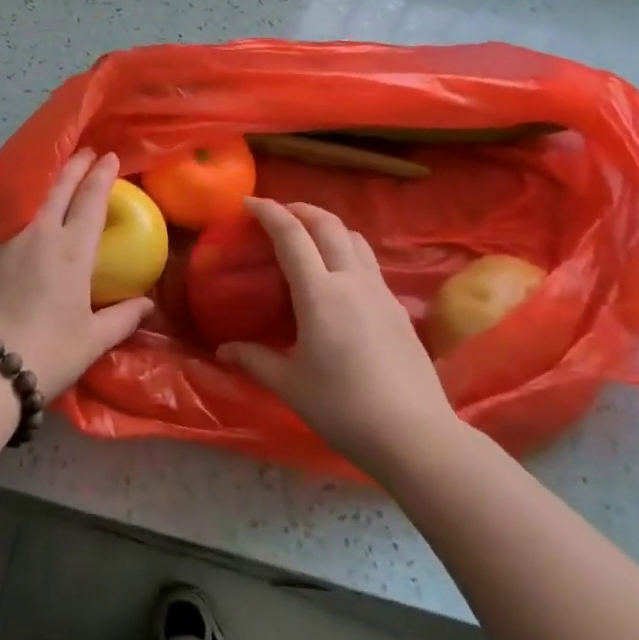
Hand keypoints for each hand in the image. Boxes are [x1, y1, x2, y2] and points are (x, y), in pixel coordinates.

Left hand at [0, 149, 155, 399]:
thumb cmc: (49, 352)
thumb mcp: (93, 340)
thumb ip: (123, 317)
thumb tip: (147, 304)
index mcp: (72, 250)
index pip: (91, 200)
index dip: (101, 175)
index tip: (108, 156)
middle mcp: (40, 236)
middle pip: (60, 190)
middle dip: (75, 167)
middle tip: (86, 152)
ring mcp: (8, 245)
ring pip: (34, 214)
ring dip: (49, 202)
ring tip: (58, 206)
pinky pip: (12, 240)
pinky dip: (26, 239)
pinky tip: (25, 257)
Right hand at [217, 199, 468, 474]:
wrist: (415, 436)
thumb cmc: (344, 409)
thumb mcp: (291, 386)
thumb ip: (255, 360)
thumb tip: (223, 350)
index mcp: (320, 294)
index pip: (291, 235)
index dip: (269, 212)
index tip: (249, 203)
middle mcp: (352, 281)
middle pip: (327, 224)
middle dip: (300, 210)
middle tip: (278, 214)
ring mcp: (380, 291)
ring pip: (354, 238)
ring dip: (327, 226)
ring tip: (308, 237)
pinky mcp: (398, 307)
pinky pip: (368, 261)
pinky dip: (347, 250)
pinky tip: (338, 276)